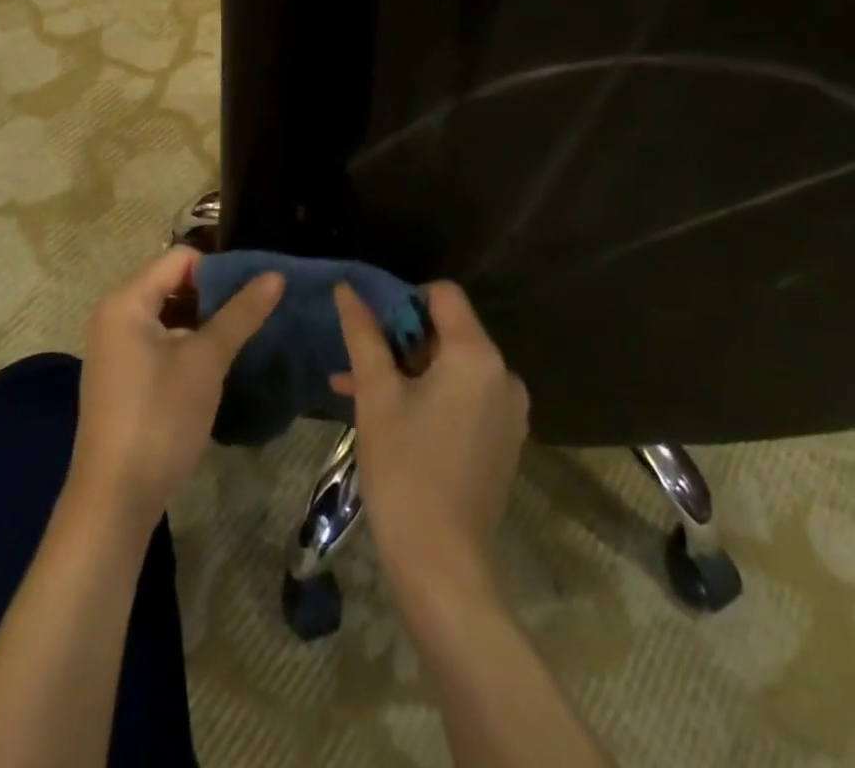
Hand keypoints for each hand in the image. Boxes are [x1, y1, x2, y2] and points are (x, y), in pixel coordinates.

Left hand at [68, 247, 282, 524]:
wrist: (114, 499)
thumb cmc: (160, 417)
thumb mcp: (206, 361)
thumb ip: (240, 314)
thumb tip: (276, 275)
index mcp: (126, 301)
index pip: (180, 259)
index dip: (219, 268)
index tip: (255, 287)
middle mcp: (114, 315)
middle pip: (171, 283)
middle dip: (213, 293)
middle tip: (255, 309)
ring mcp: (114, 347)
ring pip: (167, 313)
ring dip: (202, 319)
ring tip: (243, 332)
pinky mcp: (121, 375)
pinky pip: (158, 339)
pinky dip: (186, 342)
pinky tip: (215, 361)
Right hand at [331, 282, 528, 606]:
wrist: (442, 566)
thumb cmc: (405, 469)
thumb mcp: (376, 394)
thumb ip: (362, 334)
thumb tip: (346, 288)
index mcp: (478, 355)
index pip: (443, 294)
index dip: (404, 300)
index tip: (372, 329)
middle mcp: (504, 375)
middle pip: (449, 331)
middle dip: (400, 342)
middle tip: (359, 365)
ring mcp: (509, 411)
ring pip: (452, 367)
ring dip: (408, 372)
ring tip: (359, 391)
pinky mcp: (504, 440)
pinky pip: (465, 397)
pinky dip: (430, 397)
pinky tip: (390, 417)